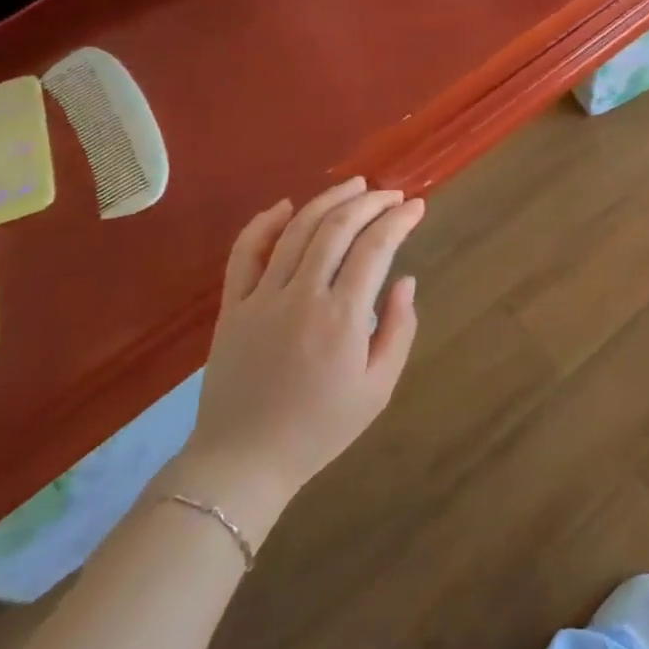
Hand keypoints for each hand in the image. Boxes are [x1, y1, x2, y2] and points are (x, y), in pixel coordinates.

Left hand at [173, 178, 425, 529]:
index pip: (376, 248)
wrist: (243, 462)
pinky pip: (245, 253)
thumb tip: (405, 280)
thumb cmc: (320, 428)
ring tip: (355, 186)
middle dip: (370, 201)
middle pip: (337, 228)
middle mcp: (302, 296)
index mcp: (342, 318)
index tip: (416, 207)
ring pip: (296, 230)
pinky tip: (285, 206)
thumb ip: (398, 329)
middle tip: (391, 194)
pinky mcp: (232, 306)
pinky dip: (263, 223)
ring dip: (329, 200)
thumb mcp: (378, 389)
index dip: (399, 220)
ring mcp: (261, 298)